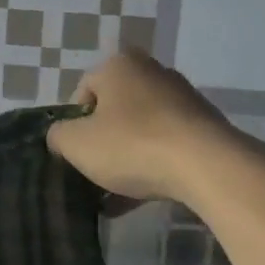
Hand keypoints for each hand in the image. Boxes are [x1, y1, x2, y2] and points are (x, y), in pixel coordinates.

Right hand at [46, 49, 231, 204]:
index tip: (75, 154)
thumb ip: (58, 136)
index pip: (83, 91)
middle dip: (101, 143)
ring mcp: (182, 98)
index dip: (73, 125)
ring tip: (112, 197)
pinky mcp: (203, 126)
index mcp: (119, 65)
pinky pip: (165, 146)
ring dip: (124, 160)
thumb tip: (61, 136)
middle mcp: (152, 72)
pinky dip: (150, 167)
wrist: (205, 164)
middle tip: (93, 173)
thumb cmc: (132, 145)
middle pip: (113, 110)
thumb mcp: (77, 143)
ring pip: (140, 131)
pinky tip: (137, 199)